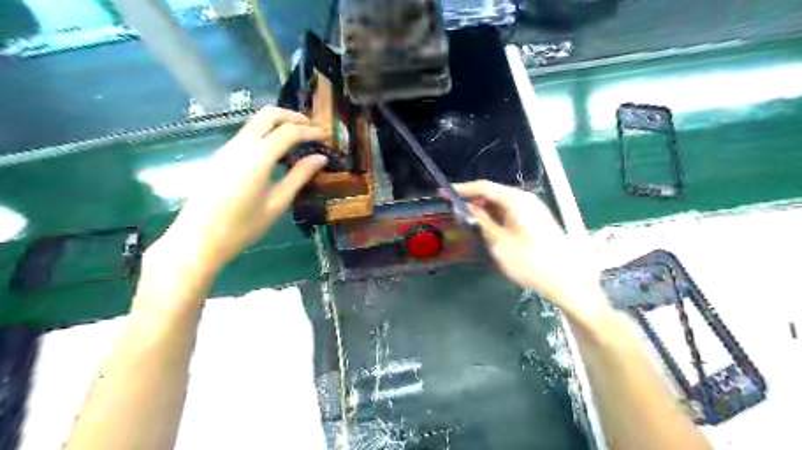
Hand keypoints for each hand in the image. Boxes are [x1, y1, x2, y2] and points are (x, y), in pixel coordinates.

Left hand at [144, 104, 328, 282]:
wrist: (197, 240)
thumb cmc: (242, 228)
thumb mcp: (277, 204)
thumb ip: (299, 177)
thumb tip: (320, 158)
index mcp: (256, 159)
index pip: (288, 132)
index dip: (310, 131)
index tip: (326, 136)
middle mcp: (239, 146)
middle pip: (268, 115)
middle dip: (293, 117)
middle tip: (312, 130)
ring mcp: (226, 149)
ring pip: (256, 122)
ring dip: (279, 124)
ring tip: (299, 140)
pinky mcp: (220, 156)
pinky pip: (247, 134)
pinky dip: (267, 133)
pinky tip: (277, 152)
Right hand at [454, 182, 605, 320]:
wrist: (567, 280)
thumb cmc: (531, 261)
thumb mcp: (500, 243)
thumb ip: (482, 222)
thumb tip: (468, 207)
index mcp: (517, 200)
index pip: (484, 187)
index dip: (463, 190)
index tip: (444, 194)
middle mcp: (526, 200)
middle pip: (494, 193)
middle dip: (473, 200)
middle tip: (454, 209)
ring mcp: (533, 210)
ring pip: (502, 204)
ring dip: (484, 210)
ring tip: (467, 220)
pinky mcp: (536, 221)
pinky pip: (511, 212)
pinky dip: (496, 217)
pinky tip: (488, 228)